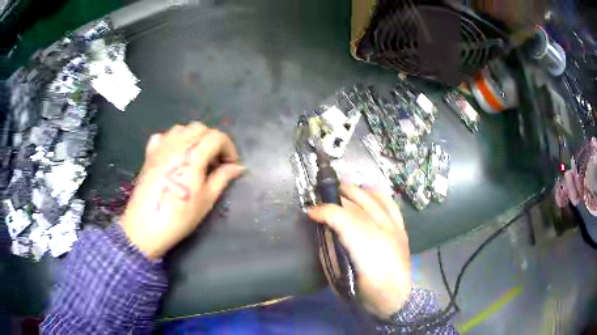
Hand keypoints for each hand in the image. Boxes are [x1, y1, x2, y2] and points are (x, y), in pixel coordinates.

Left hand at [121, 123, 244, 258]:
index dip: (229, 148)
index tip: (231, 165)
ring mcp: (161, 146)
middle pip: (200, 128)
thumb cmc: (180, 216)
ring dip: (194, 137)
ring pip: (182, 129)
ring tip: (197, 156)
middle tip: (216, 161)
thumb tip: (237, 167)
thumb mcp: (207, 198)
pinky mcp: (150, 153)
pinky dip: (173, 140)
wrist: (146, 226)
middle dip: (213, 141)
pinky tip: (175, 153)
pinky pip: (164, 136)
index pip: (217, 137)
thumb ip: (223, 177)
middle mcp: (177, 143)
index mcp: (194, 154)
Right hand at [308, 184, 410, 319]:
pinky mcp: (402, 230)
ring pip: (375, 200)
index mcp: (365, 248)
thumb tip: (323, 232)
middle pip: (359, 204)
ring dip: (357, 191)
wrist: (395, 298)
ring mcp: (394, 229)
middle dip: (339, 195)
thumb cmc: (365, 291)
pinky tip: (368, 192)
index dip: (325, 211)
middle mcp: (382, 233)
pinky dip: (378, 195)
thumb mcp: (341, 277)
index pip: (342, 218)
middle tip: (324, 195)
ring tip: (344, 189)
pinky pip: (391, 205)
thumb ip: (330, 252)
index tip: (311, 212)